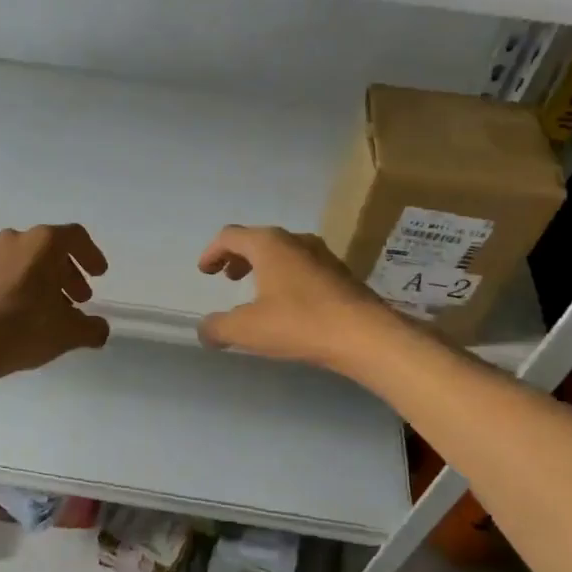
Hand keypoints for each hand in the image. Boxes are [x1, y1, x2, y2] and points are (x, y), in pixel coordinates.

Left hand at [0, 224, 111, 384]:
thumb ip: (91, 329)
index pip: (75, 237)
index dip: (91, 255)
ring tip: (47, 311)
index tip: (99, 275)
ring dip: (41, 281)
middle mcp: (14, 239)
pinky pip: (0, 274)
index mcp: (43, 243)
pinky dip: (16, 287)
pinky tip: (17, 314)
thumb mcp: (68, 334)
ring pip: (23, 261)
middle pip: (49, 249)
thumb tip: (100, 329)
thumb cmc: (22, 329)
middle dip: (67, 273)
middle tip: (77, 299)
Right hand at [195, 225, 392, 367]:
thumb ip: (218, 327)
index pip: (230, 236)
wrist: (366, 335)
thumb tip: (205, 330)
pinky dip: (285, 277)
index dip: (212, 252)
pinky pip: (302, 266)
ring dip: (263, 266)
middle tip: (228, 277)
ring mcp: (322, 254)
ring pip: (283, 252)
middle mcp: (295, 240)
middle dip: (238, 257)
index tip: (205, 272)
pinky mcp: (340, 273)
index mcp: (268, 244)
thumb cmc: (300, 323)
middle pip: (257, 239)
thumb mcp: (247, 329)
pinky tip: (288, 304)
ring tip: (256, 291)